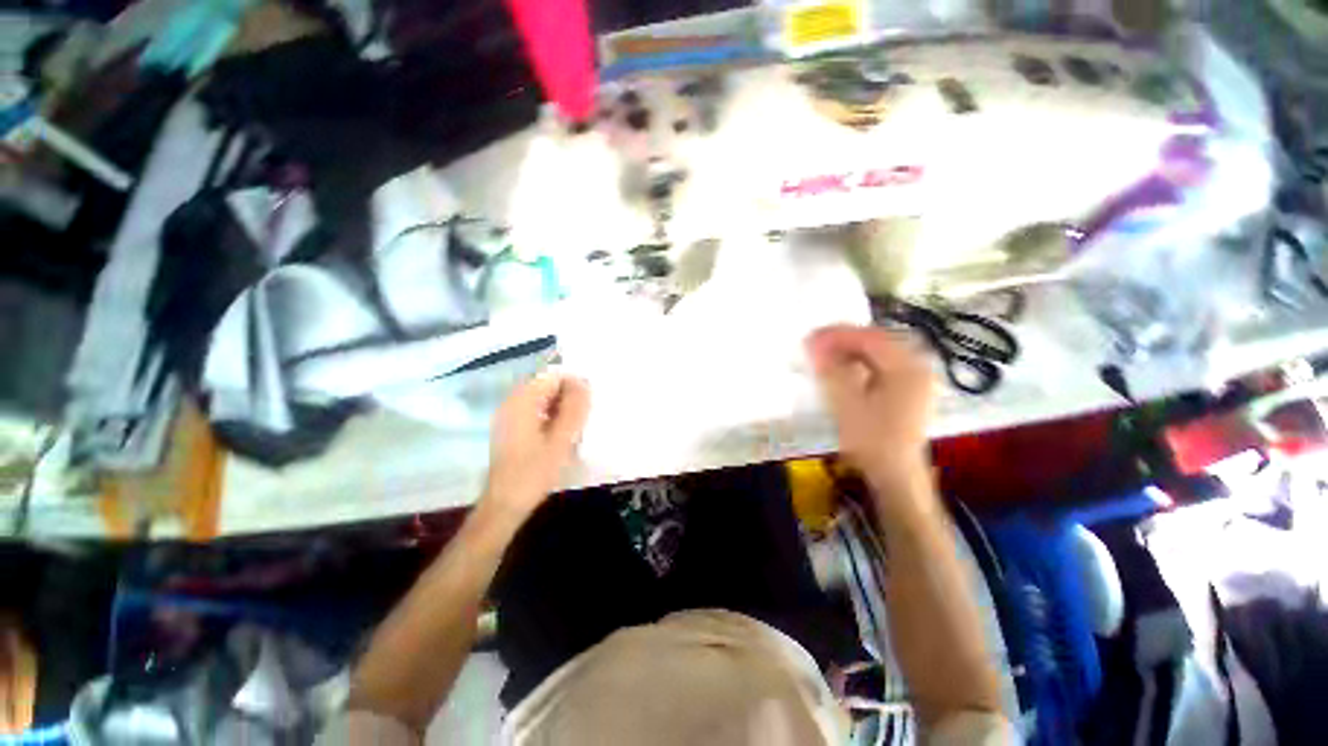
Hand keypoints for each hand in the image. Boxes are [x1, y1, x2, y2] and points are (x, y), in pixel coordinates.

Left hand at [481, 372, 590, 524]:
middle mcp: (512, 402)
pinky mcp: (511, 429)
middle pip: (546, 386)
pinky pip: (536, 412)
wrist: (505, 505)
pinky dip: (552, 417)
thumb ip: (574, 409)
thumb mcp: (561, 440)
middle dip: (568, 396)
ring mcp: (509, 416)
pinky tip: (563, 434)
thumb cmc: (534, 472)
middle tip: (586, 415)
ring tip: (577, 425)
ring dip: (561, 407)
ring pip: (542, 400)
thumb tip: (584, 383)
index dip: (574, 384)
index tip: (589, 402)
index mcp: (522, 401)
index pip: (552, 376)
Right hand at [806, 325, 934, 485]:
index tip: (810, 338)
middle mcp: (918, 366)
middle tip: (816, 344)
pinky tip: (845, 369)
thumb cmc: (873, 441)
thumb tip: (814, 343)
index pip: (870, 337)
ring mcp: (917, 379)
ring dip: (852, 349)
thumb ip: (832, 370)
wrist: (896, 477)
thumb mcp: (847, 404)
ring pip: (880, 352)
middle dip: (845, 339)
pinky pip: (883, 365)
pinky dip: (861, 362)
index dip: (838, 334)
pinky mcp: (909, 390)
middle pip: (878, 340)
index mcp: (908, 368)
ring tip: (826, 354)